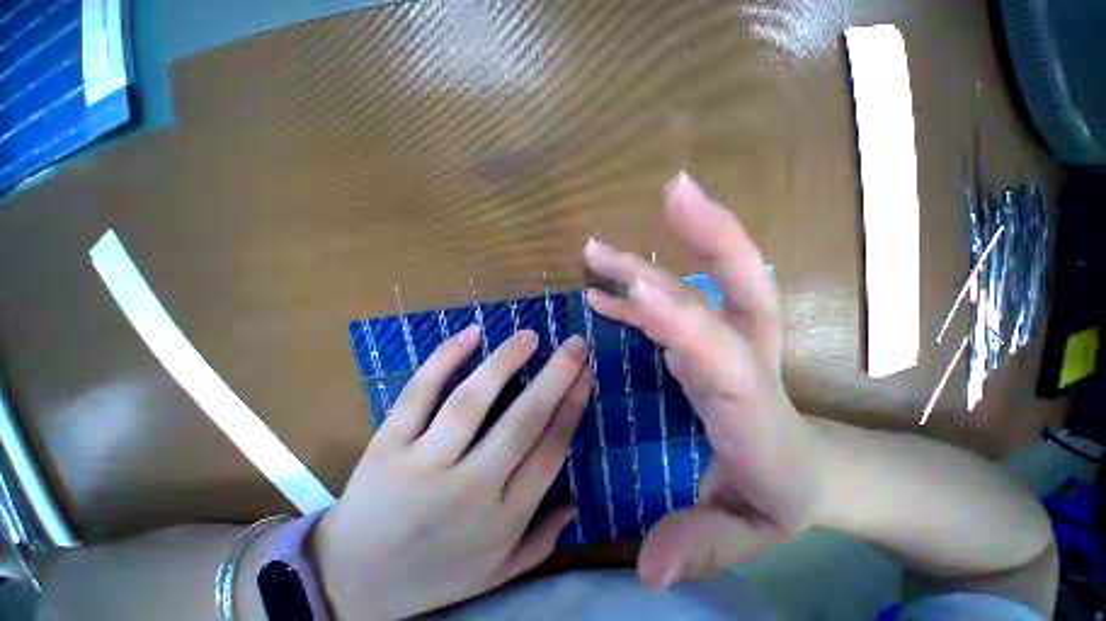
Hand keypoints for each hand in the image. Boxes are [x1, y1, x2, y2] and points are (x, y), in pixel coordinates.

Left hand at [313, 326, 591, 618]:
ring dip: (505, 362)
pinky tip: (470, 335)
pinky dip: (445, 360)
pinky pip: (419, 394)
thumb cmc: (432, 575)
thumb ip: (540, 542)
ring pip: (472, 402)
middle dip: (556, 376)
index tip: (586, 374)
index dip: (571, 407)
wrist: (350, 584)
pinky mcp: (387, 446)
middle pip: (523, 421)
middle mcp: (470, 490)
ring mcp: (423, 465)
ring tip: (529, 336)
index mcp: (502, 519)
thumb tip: (576, 504)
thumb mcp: (495, 573)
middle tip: (575, 344)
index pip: (550, 451)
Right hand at [583, 172, 821, 587]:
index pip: (713, 344)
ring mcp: (727, 339)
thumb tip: (649, 571)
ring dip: (659, 253)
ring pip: (706, 280)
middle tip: (672, 192)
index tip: (629, 288)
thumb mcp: (746, 535)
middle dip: (708, 232)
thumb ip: (700, 547)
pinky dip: (638, 292)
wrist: (818, 476)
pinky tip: (604, 290)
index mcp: (749, 398)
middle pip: (740, 279)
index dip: (671, 315)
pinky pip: (674, 303)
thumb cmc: (780, 498)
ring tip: (603, 245)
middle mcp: (742, 353)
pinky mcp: (709, 338)